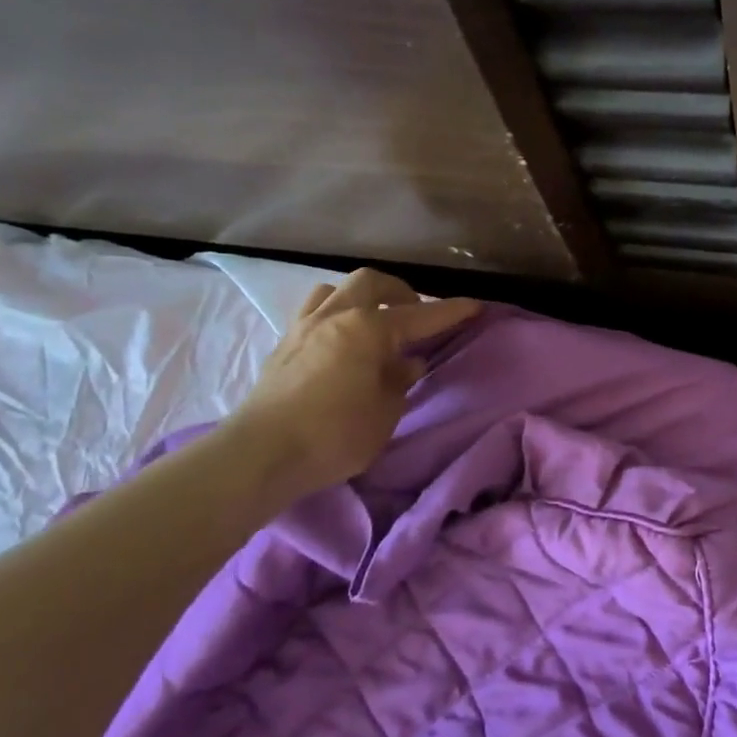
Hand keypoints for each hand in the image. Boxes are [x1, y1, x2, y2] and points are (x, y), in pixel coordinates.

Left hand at [222, 270, 480, 500]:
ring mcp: (304, 327)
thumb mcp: (384, 413)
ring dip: (361, 297)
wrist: (261, 454)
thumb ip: (399, 381)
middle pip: (372, 283)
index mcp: (368, 329)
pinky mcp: (283, 345)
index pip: (420, 315)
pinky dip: (334, 314)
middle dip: (400, 292)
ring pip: (335, 290)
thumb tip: (407, 363)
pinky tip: (341, 340)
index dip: (451, 312)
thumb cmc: (335, 435)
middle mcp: (336, 316)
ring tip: (373, 321)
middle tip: (415, 313)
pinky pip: (313, 311)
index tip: (475, 306)